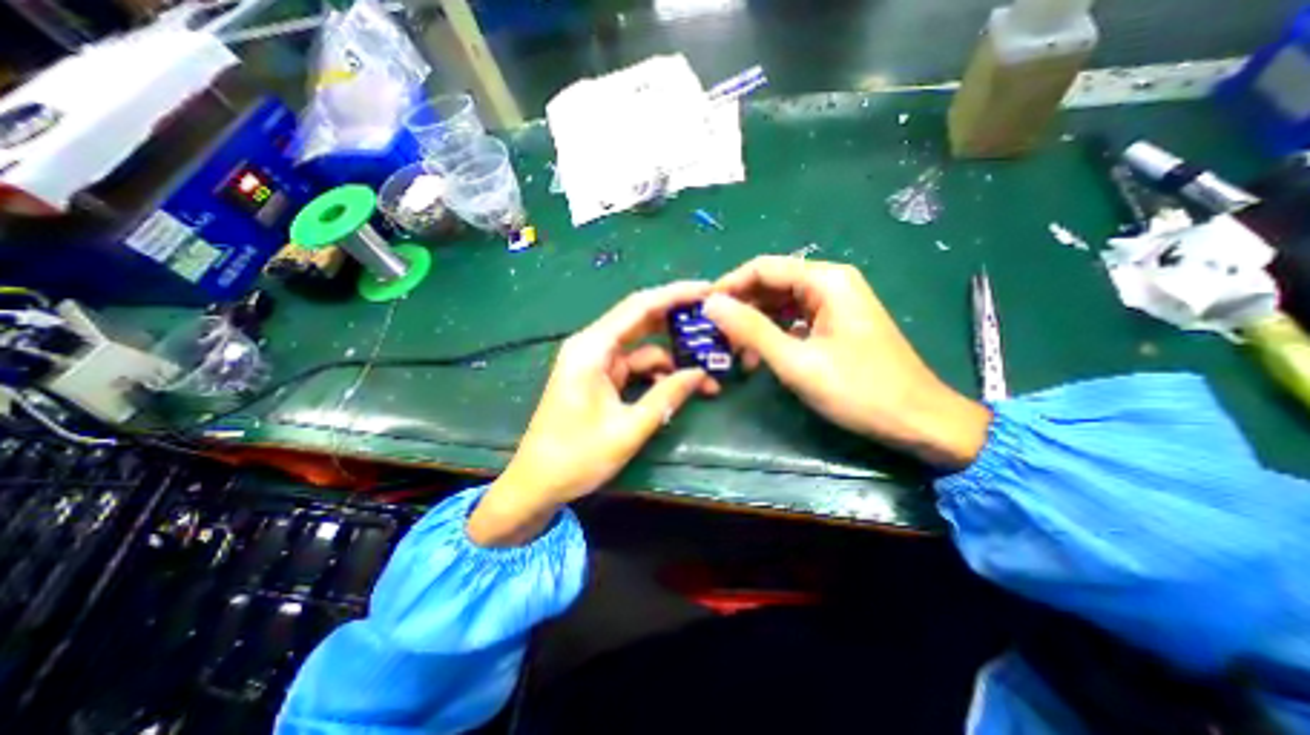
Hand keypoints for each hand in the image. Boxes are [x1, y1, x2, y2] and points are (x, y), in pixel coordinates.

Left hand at [469, 281, 714, 544]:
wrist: (536, 483)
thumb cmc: (576, 457)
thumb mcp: (628, 429)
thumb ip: (666, 397)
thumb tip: (700, 374)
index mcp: (592, 349)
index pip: (639, 307)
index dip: (675, 295)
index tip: (709, 290)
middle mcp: (593, 346)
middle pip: (641, 320)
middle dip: (678, 321)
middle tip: (715, 323)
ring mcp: (596, 362)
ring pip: (642, 347)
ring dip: (673, 357)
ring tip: (706, 371)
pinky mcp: (600, 378)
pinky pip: (635, 366)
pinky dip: (658, 374)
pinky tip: (680, 386)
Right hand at [707, 255, 992, 468]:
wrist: (917, 421)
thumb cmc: (859, 390)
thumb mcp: (797, 361)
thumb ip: (751, 330)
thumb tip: (711, 304)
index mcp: (825, 280)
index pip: (762, 268)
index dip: (728, 285)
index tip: (701, 309)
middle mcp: (830, 283)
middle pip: (771, 284)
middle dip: (740, 308)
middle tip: (714, 336)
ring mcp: (834, 304)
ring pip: (780, 304)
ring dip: (754, 325)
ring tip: (734, 352)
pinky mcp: (834, 324)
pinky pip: (793, 320)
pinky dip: (772, 335)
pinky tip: (758, 357)